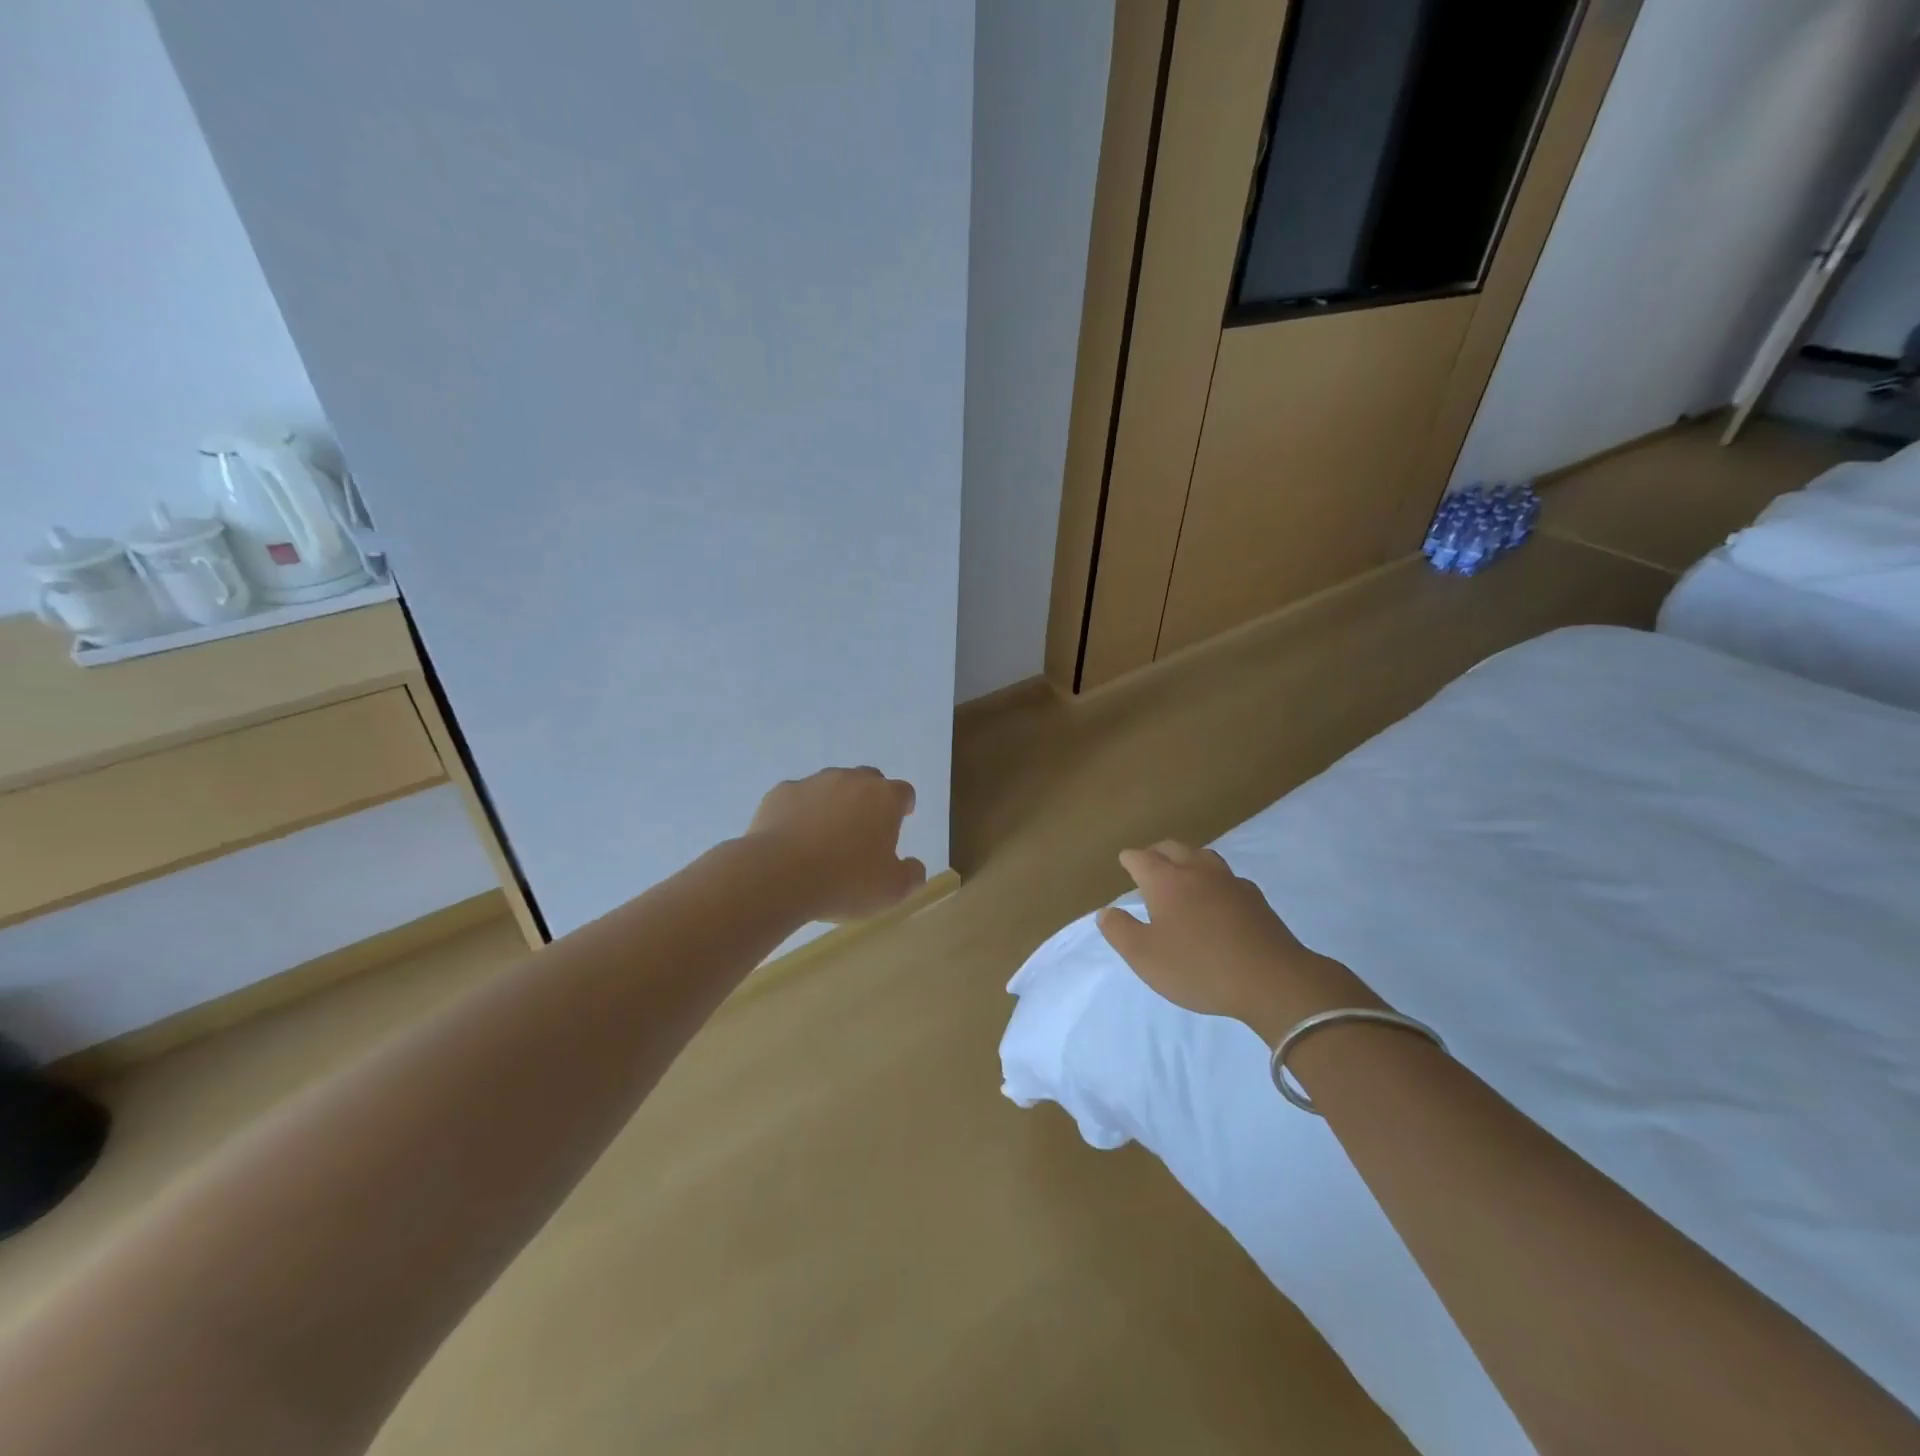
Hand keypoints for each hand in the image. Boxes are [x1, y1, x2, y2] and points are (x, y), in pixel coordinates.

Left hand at [746, 767, 925, 922]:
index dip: (904, 806)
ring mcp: (813, 783)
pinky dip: (801, 812)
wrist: (777, 876)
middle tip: (865, 828)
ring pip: (831, 785)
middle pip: (868, 780)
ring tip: (827, 835)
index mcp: (884, 798)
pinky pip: (798, 798)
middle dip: (870, 799)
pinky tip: (795, 838)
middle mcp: (850, 780)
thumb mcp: (892, 891)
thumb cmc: (845, 882)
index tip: (901, 819)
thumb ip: (912, 875)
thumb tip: (915, 866)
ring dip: (835, 803)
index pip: (903, 792)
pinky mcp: (780, 793)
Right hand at [1097, 841, 1378, 1040]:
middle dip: (1156, 852)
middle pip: (1172, 848)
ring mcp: (1229, 882)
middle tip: (1148, 862)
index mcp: (1165, 881)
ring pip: (1203, 856)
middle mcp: (1196, 871)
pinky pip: (1227, 877)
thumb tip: (1106, 911)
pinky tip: (1217, 895)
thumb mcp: (1145, 957)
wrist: (1272, 980)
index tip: (1124, 861)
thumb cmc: (1198, 967)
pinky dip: (1213, 879)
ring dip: (1187, 859)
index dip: (1130, 859)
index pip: (1141, 858)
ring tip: (1181, 872)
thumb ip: (1120, 931)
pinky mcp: (1255, 898)